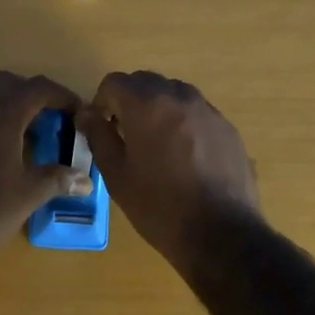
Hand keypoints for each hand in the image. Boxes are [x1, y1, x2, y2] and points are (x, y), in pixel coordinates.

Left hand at [0, 71, 91, 261]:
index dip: (60, 95)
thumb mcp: (28, 196)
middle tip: (47, 118)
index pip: (36, 88)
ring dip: (5, 112)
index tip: (76, 111)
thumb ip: (57, 180)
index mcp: (1, 118)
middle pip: (5, 84)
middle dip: (29, 95)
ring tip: (24, 141)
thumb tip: (85, 179)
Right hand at [76, 71, 260, 272]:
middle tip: (126, 135)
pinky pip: (197, 113)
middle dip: (131, 101)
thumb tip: (86, 113)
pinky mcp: (228, 128)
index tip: (103, 128)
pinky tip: (185, 158)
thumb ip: (98, 136)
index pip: (115, 82)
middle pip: (146, 82)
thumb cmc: (158, 206)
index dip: (102, 102)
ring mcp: (208, 110)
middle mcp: (180, 96)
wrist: (220, 232)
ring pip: (175, 94)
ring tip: (156, 145)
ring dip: (159, 109)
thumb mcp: (117, 175)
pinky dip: (184, 123)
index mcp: (147, 104)